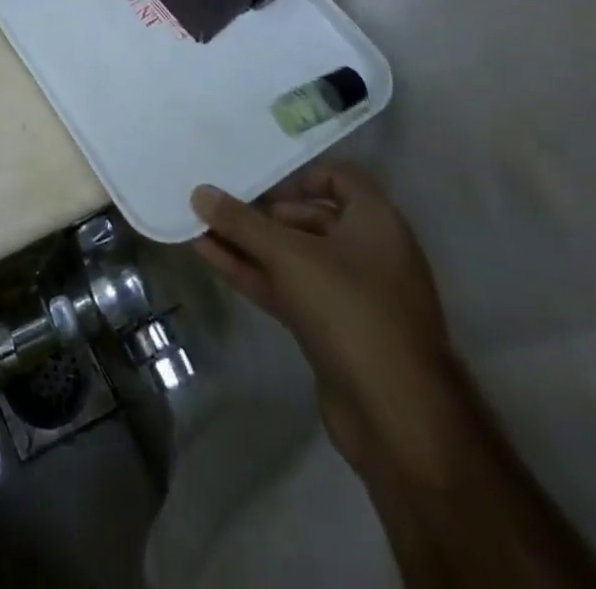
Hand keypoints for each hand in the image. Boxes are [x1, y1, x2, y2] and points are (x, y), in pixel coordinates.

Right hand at [191, 166, 452, 467]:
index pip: (340, 178)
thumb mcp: (289, 256)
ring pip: (293, 257)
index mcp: (377, 223)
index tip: (260, 184)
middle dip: (262, 213)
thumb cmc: (350, 310)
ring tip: (200, 227)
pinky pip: (288, 288)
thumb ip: (241, 222)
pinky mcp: (333, 330)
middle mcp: (369, 253)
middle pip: (310, 218)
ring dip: (249, 244)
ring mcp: (351, 295)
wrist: (396, 417)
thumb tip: (199, 191)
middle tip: (220, 208)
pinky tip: (210, 258)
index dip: (299, 177)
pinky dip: (253, 272)